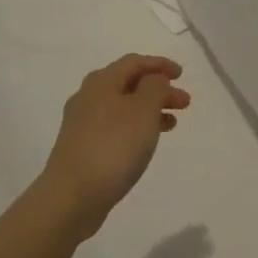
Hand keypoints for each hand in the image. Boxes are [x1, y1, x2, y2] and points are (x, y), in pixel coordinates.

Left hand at [39, 55, 190, 234]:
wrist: (73, 195)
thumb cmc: (113, 147)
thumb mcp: (143, 110)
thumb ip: (155, 88)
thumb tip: (154, 80)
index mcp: (101, 82)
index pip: (134, 62)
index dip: (160, 64)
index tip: (182, 74)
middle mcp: (88, 97)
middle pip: (128, 84)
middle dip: (158, 89)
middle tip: (184, 103)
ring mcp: (82, 124)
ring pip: (122, 107)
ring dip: (150, 110)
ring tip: (172, 123)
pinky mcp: (82, 147)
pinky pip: (115, 127)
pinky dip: (136, 127)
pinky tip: (146, 142)